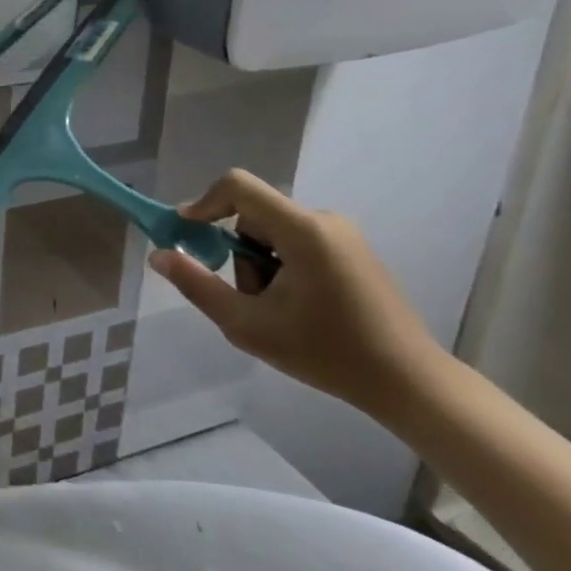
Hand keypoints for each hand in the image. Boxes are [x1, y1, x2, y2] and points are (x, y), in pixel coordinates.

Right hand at [147, 169, 443, 415]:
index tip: (186, 234)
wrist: (412, 385)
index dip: (203, 203)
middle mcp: (324, 221)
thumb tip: (158, 254)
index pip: (237, 186)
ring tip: (279, 312)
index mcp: (303, 230)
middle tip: (249, 300)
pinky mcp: (352, 251)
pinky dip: (282, 268)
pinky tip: (300, 309)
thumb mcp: (247, 325)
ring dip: (260, 265)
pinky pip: (296, 242)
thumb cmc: (327, 353)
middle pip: (252, 216)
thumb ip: (197, 285)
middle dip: (238, 253)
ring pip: (272, 233)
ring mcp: (343, 235)